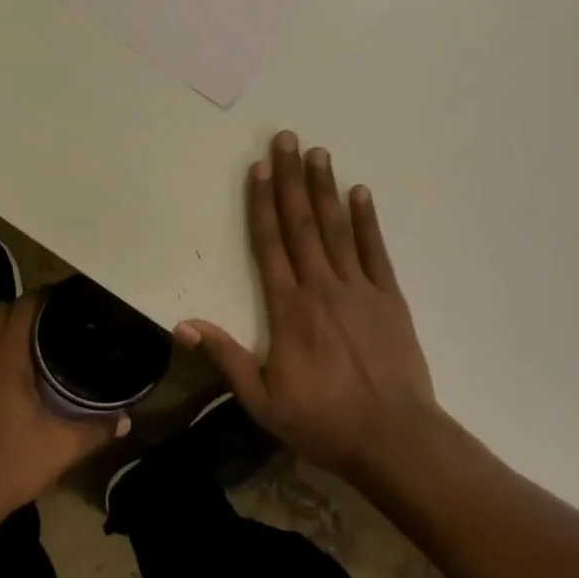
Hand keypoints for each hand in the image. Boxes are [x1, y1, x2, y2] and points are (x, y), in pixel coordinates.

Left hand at [0, 294, 127, 524]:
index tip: (72, 300)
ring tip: (42, 340)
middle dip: (28, 308)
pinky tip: (19, 370)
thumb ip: (97, 429)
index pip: (24, 306)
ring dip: (10, 327)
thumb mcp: (63, 447)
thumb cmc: (10, 463)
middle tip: (60, 320)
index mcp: (6, 358)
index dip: (47, 297)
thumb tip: (126, 420)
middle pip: (2, 310)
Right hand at [177, 132, 446, 487]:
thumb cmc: (324, 422)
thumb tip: (183, 325)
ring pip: (336, 229)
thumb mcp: (262, 401)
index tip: (258, 168)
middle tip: (286, 139)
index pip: (269, 244)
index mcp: (288, 308)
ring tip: (318, 152)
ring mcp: (359, 288)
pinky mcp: (389, 297)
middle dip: (291, 179)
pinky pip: (374, 250)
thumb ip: (226, 358)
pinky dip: (366, 220)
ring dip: (325, 188)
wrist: (395, 438)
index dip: (261, 204)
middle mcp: (321, 287)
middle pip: (301, 223)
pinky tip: (361, 192)